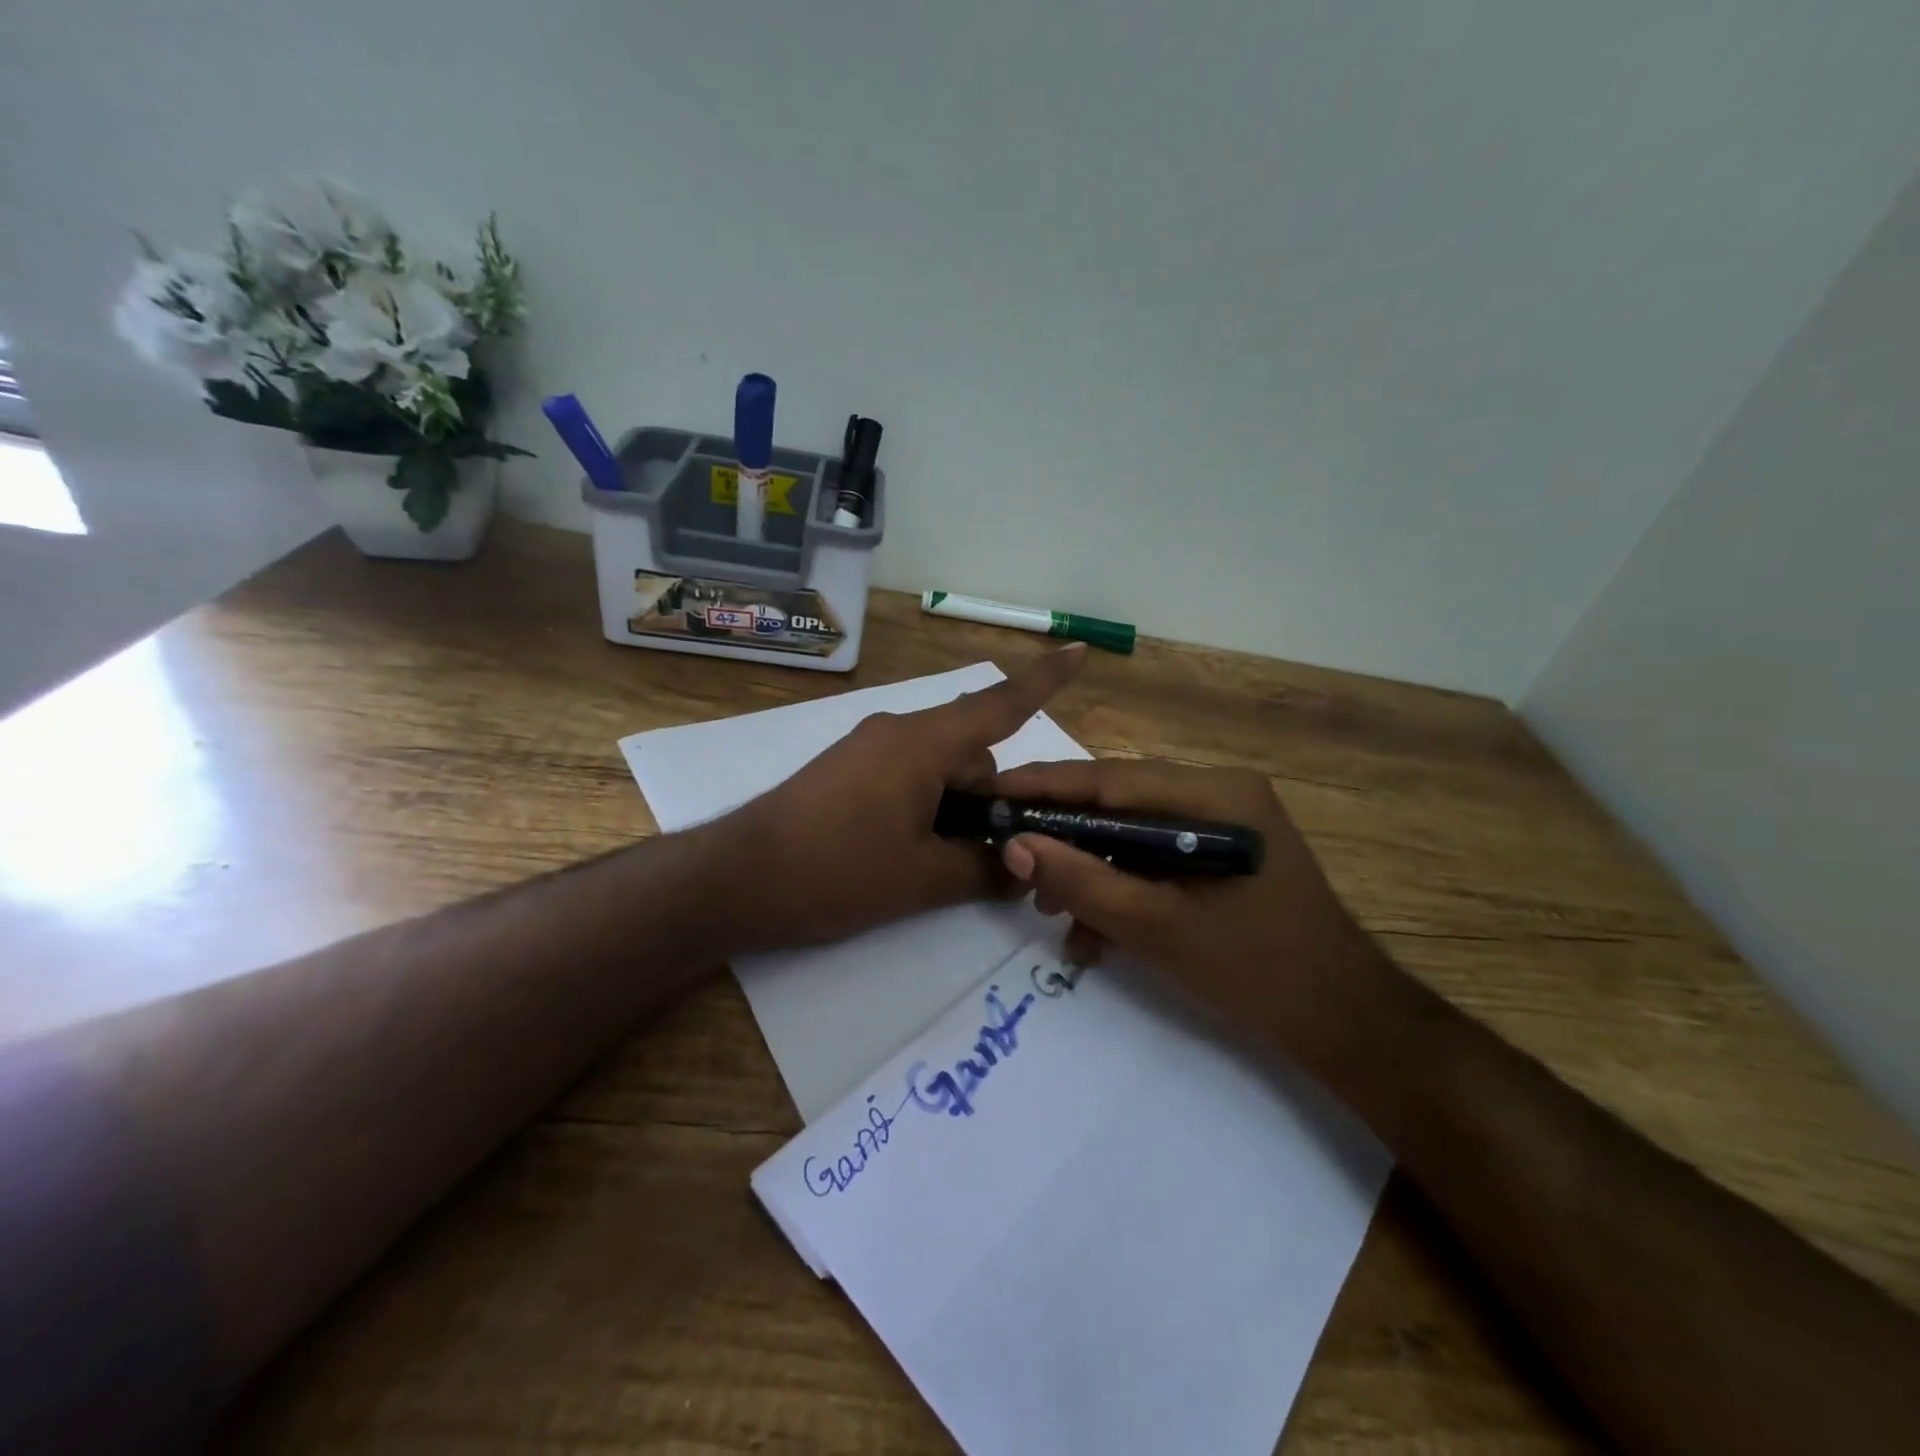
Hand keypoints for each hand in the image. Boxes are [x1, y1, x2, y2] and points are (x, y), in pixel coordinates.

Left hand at [709, 646, 1085, 953]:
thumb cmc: (834, 872)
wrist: (734, 879)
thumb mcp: (922, 880)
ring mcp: (868, 748)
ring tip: (932, 866)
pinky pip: (907, 774)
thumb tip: (1021, 870)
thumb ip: (983, 870)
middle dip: (987, 800)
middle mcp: (898, 731)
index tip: (1081, 649)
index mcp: (923, 743)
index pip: (1000, 703)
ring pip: (939, 767)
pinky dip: (924, 805)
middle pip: (972, 751)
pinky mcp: (847, 769)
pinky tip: (903, 853)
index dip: (1045, 679)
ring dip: (952, 808)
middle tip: (980, 860)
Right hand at [987, 757, 1389, 1068]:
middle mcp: (1221, 792)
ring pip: (1133, 832)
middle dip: (1067, 839)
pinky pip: (1156, 854)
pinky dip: (1124, 885)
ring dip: (1092, 870)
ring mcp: (1224, 820)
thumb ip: (1081, 881)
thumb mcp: (1153, 926)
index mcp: (1215, 795)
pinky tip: (1096, 932)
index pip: (1112, 778)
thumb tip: (1015, 844)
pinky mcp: (1222, 849)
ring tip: (1055, 914)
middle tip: (1018, 868)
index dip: (1047, 785)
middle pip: (1120, 803)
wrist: (1339, 1018)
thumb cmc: (1251, 968)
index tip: (994, 792)